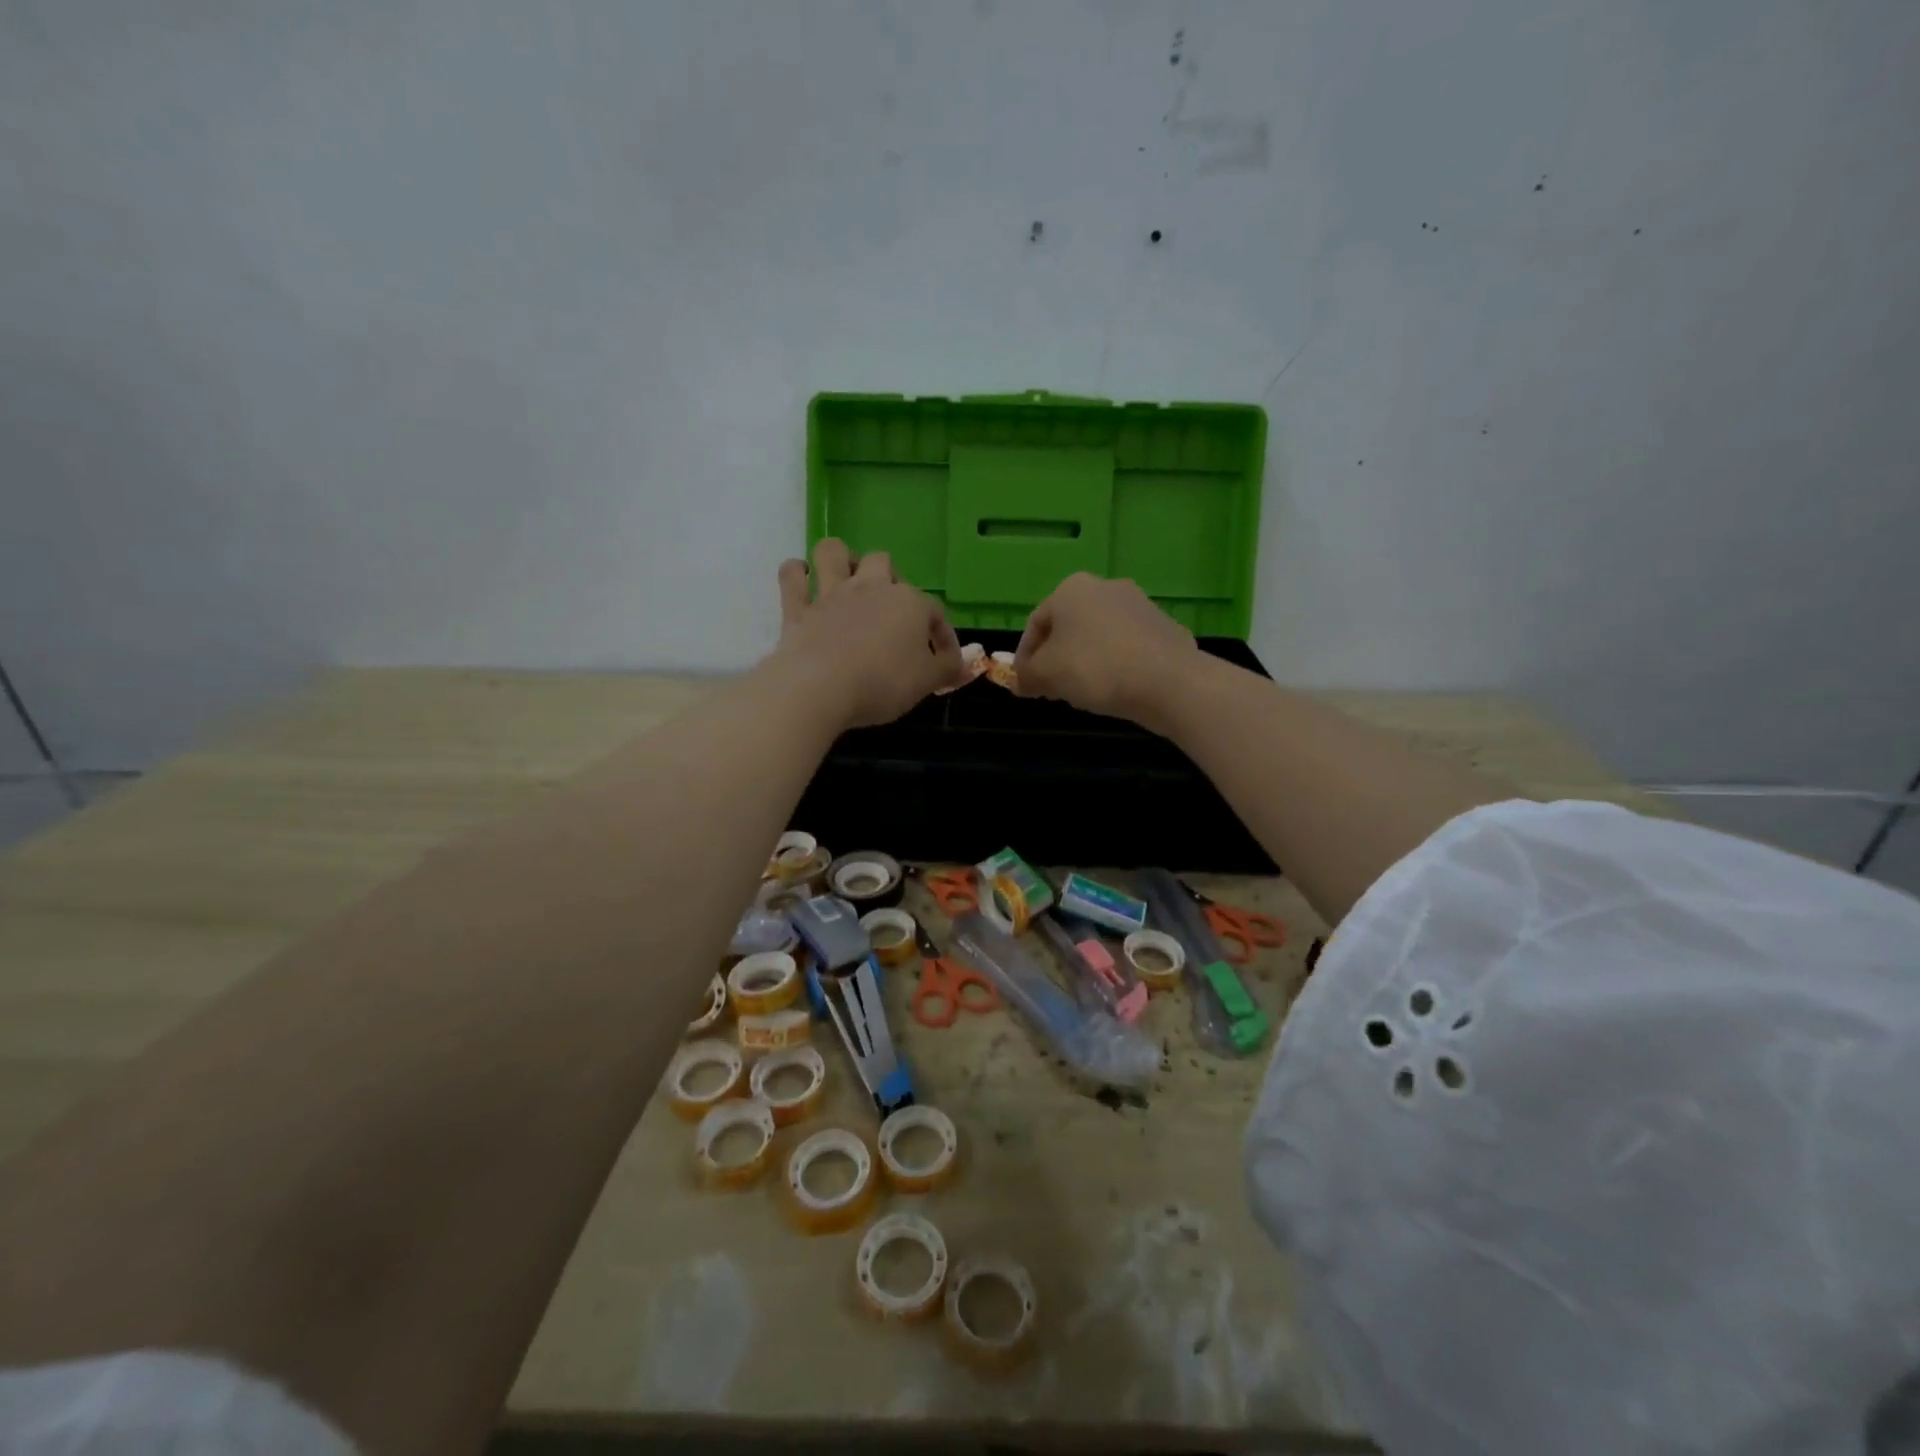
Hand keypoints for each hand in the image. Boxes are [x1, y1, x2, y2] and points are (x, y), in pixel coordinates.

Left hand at [771, 539, 964, 729]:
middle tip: (889, 610)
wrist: (820, 688)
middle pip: (883, 562)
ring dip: (840, 559)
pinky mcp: (798, 608)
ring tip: (845, 580)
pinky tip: (802, 581)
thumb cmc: (882, 684)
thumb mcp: (926, 682)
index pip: (934, 611)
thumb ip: (947, 668)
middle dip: (889, 579)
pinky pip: (792, 576)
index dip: (941, 635)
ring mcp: (831, 594)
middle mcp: (871, 587)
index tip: (942, 660)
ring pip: (834, 552)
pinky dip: (796, 574)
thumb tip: (962, 664)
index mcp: (909, 603)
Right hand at [1012, 573, 1200, 730]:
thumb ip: (1026, 675)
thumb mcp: (1046, 675)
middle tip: (1051, 689)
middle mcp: (1105, 586)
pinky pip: (1127, 646)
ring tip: (1083, 691)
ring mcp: (1139, 604)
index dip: (1024, 657)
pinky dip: (1115, 663)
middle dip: (1056, 658)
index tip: (1025, 684)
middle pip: (1068, 627)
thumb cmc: (1095, 669)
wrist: (1169, 681)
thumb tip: (1020, 680)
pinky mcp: (1164, 626)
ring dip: (1085, 660)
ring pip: (1098, 635)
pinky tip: (1116, 688)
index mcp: (1070, 590)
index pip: (1035, 624)